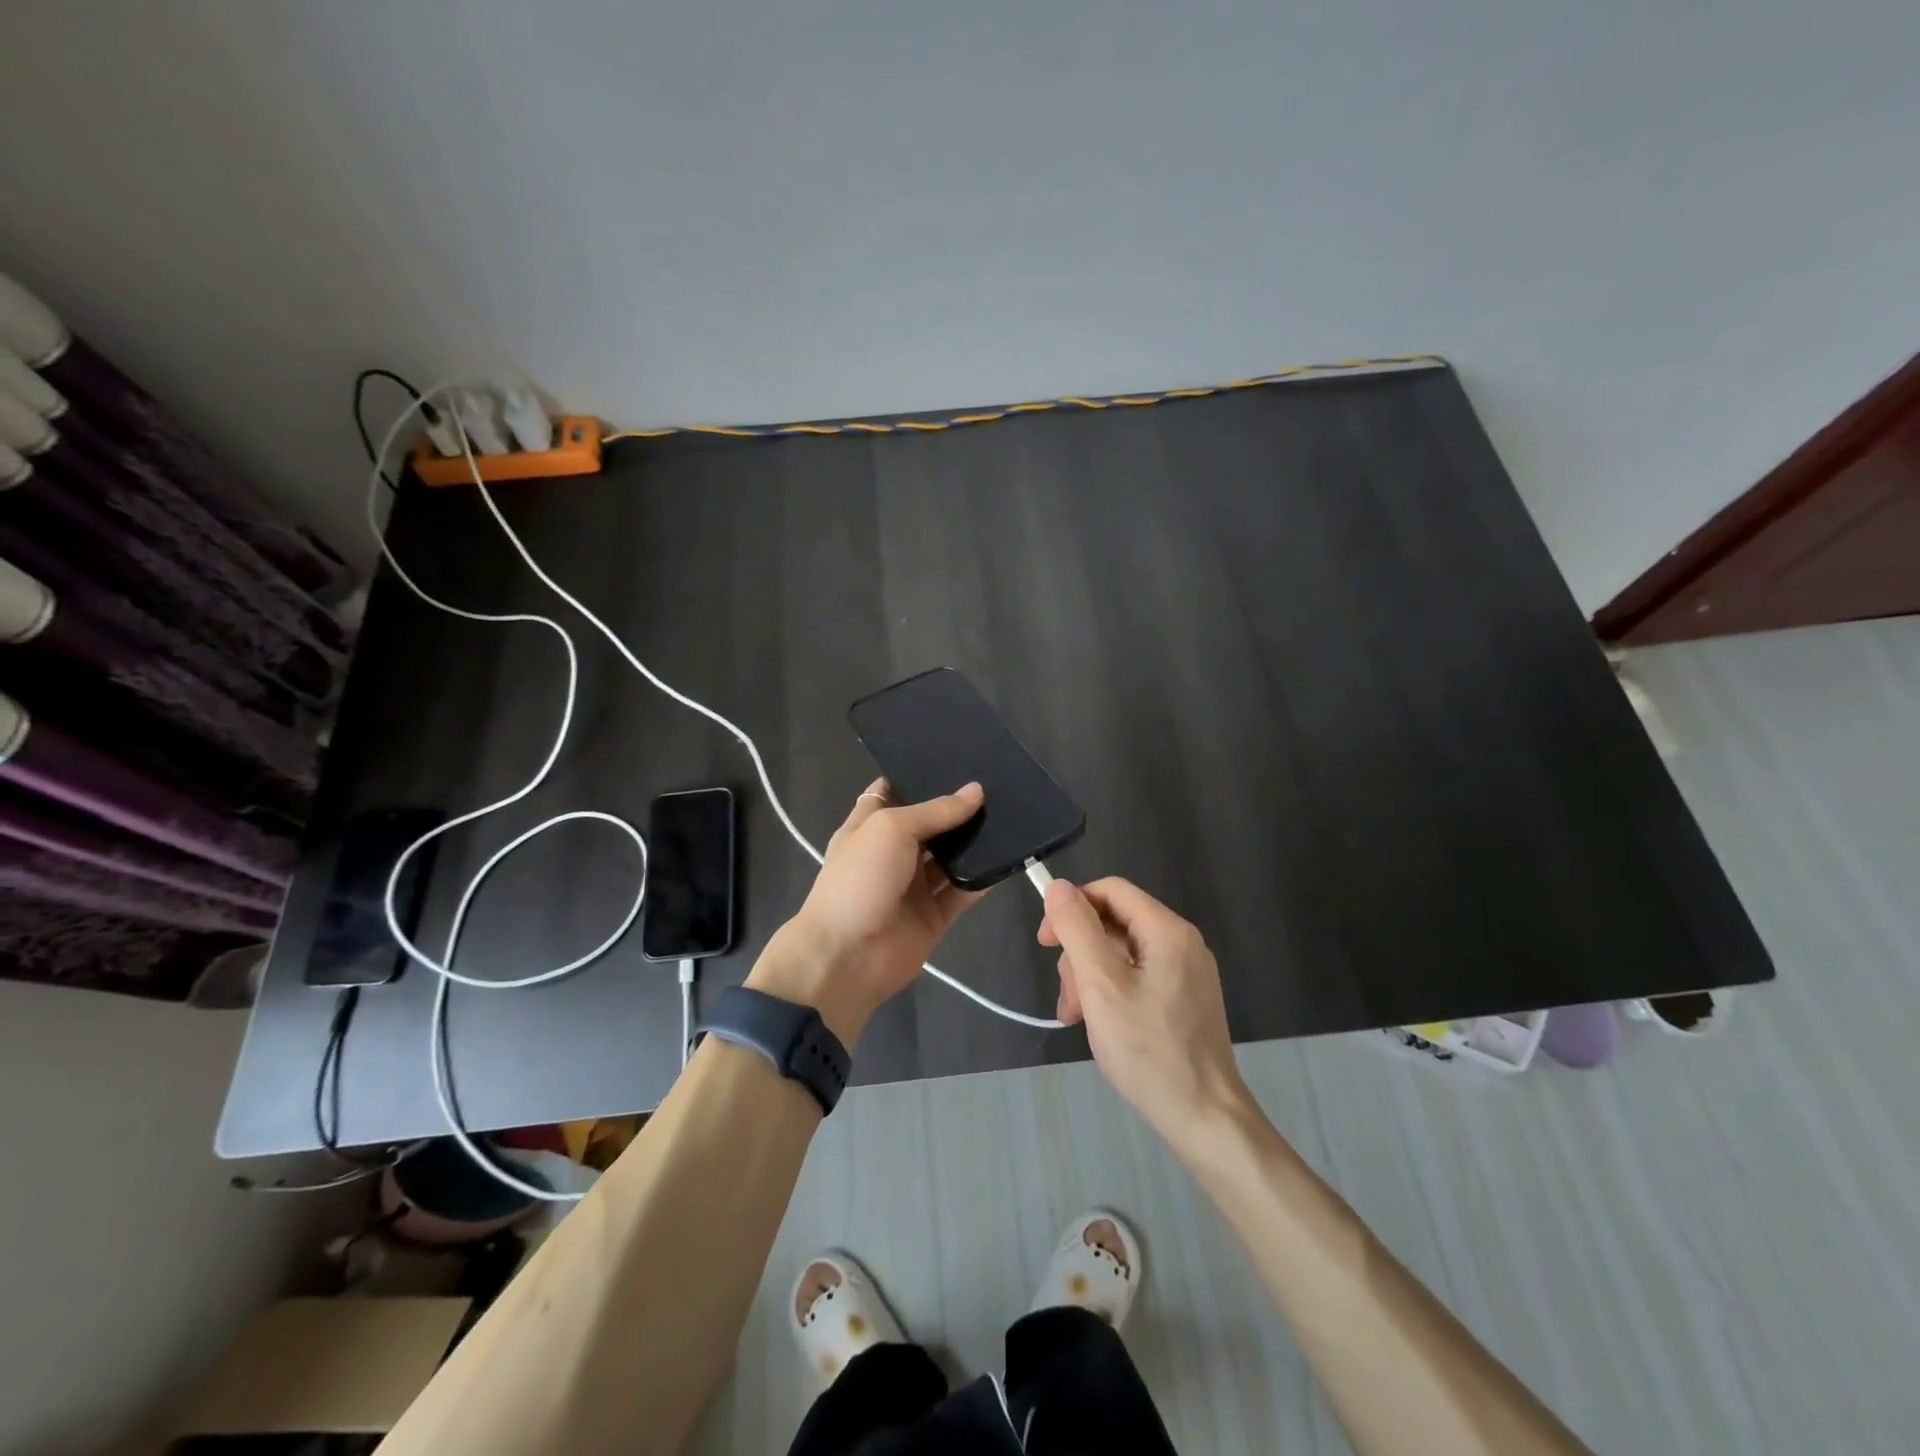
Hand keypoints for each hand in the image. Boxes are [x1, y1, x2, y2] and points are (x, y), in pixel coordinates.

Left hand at [750, 779, 985, 1044]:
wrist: (847, 957)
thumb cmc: (859, 880)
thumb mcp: (891, 829)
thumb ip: (936, 811)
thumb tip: (976, 790)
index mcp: (869, 826)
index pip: (892, 792)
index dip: (917, 776)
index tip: (953, 759)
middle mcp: (892, 853)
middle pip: (929, 824)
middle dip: (956, 807)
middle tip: (998, 782)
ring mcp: (913, 886)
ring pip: (950, 857)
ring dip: (975, 841)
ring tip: (1013, 813)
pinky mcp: (934, 915)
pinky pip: (964, 891)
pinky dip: (984, 878)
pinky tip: (1010, 857)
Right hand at [1038, 877, 1249, 1142]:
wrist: (1204, 1118)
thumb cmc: (1149, 1050)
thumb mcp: (1102, 985)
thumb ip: (1078, 930)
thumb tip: (1058, 887)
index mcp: (1167, 930)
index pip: (1111, 890)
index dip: (1072, 907)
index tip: (1046, 941)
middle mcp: (1181, 942)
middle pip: (1115, 923)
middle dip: (1080, 952)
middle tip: (1067, 995)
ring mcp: (1186, 972)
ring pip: (1122, 953)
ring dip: (1090, 977)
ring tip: (1077, 1016)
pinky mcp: (1184, 999)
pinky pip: (1137, 977)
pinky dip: (1111, 992)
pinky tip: (1097, 1023)